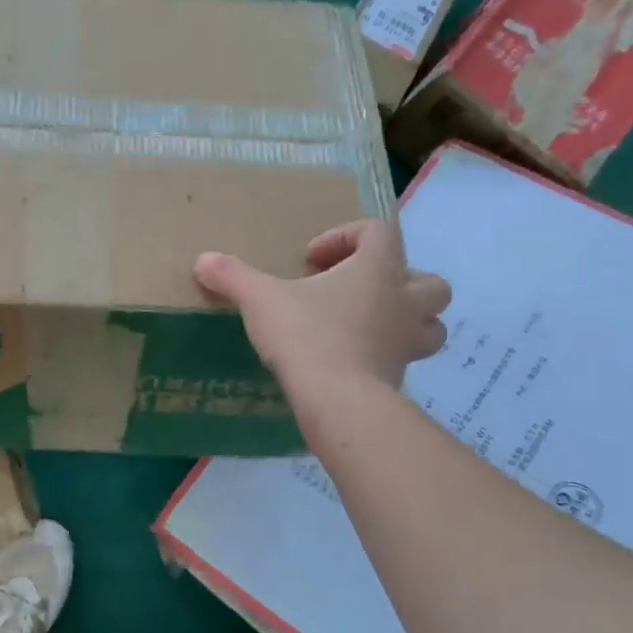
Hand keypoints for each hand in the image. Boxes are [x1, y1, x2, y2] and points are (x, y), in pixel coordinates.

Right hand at [194, 220, 449, 391]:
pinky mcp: (399, 376)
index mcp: (378, 269)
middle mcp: (404, 301)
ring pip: (430, 323)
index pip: (379, 231)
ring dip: (405, 319)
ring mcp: (407, 342)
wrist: (338, 401)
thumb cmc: (307, 336)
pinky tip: (352, 362)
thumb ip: (233, 277)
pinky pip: (404, 358)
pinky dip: (385, 355)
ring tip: (366, 326)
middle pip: (425, 279)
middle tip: (353, 293)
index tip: (311, 260)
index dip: (345, 236)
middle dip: (394, 280)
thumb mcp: (261, 300)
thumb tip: (202, 261)